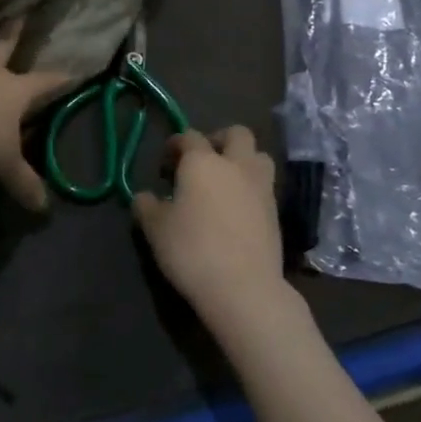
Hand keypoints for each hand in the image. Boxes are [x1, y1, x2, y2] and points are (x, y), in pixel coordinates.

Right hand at [133, 127, 291, 328]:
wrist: (243, 287)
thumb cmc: (191, 250)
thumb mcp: (155, 229)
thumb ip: (146, 206)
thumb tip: (144, 197)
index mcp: (202, 162)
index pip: (189, 136)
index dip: (176, 144)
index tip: (166, 162)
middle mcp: (236, 165)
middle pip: (237, 134)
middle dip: (219, 139)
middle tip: (203, 160)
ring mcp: (261, 187)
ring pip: (259, 156)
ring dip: (243, 160)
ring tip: (226, 182)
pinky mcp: (276, 212)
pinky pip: (265, 186)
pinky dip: (251, 188)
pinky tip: (238, 209)